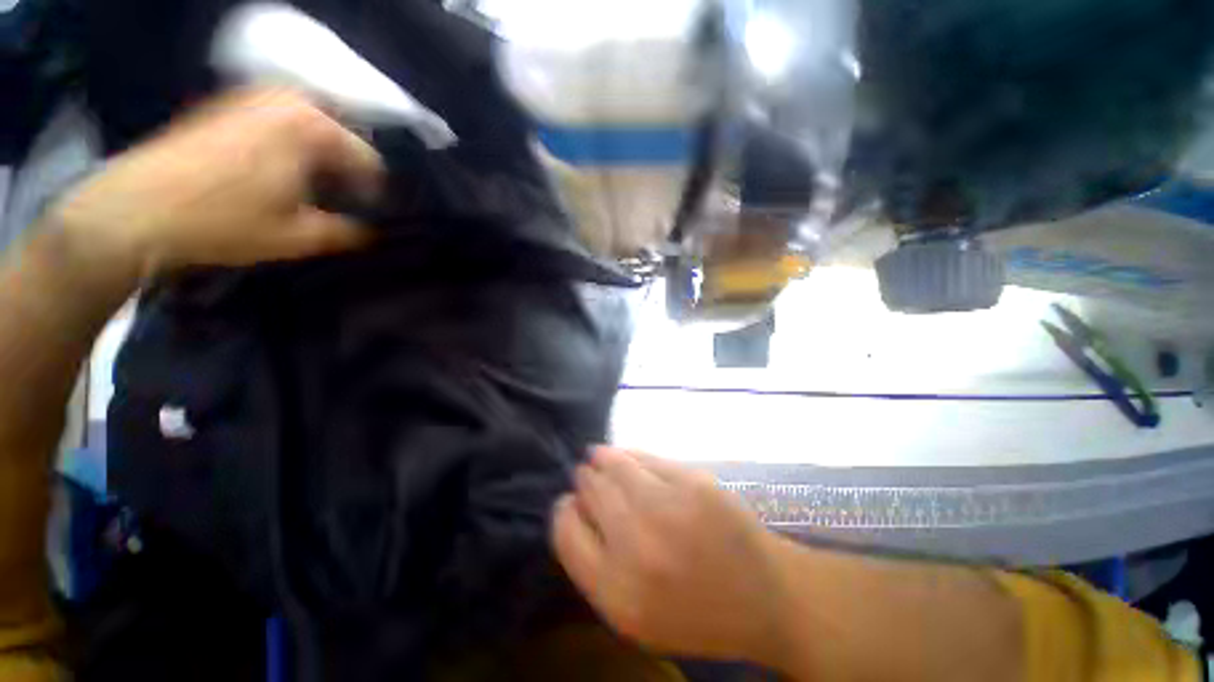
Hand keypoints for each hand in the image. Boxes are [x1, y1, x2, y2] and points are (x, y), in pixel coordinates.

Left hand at [50, 88, 383, 276]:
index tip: (368, 218)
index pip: (369, 161)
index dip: (374, 194)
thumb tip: (375, 232)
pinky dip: (290, 145)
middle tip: (341, 203)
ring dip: (319, 158)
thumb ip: (349, 233)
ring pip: (310, 128)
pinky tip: (278, 174)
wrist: (135, 209)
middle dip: (347, 172)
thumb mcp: (299, 237)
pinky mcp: (227, 106)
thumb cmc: (223, 221)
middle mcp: (286, 101)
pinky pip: (279, 122)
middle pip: (340, 138)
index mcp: (312, 128)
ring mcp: (253, 97)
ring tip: (312, 190)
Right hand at [551, 447, 787, 662]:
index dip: (564, 510)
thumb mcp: (634, 616)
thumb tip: (574, 510)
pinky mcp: (692, 481)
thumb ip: (595, 568)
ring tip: (598, 456)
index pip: (565, 531)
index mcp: (616, 591)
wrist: (764, 596)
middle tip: (586, 476)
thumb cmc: (695, 614)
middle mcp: (636, 545)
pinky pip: (645, 457)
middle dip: (584, 481)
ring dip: (601, 458)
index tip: (569, 503)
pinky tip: (627, 457)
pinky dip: (629, 454)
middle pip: (589, 491)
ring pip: (614, 465)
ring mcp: (667, 506)